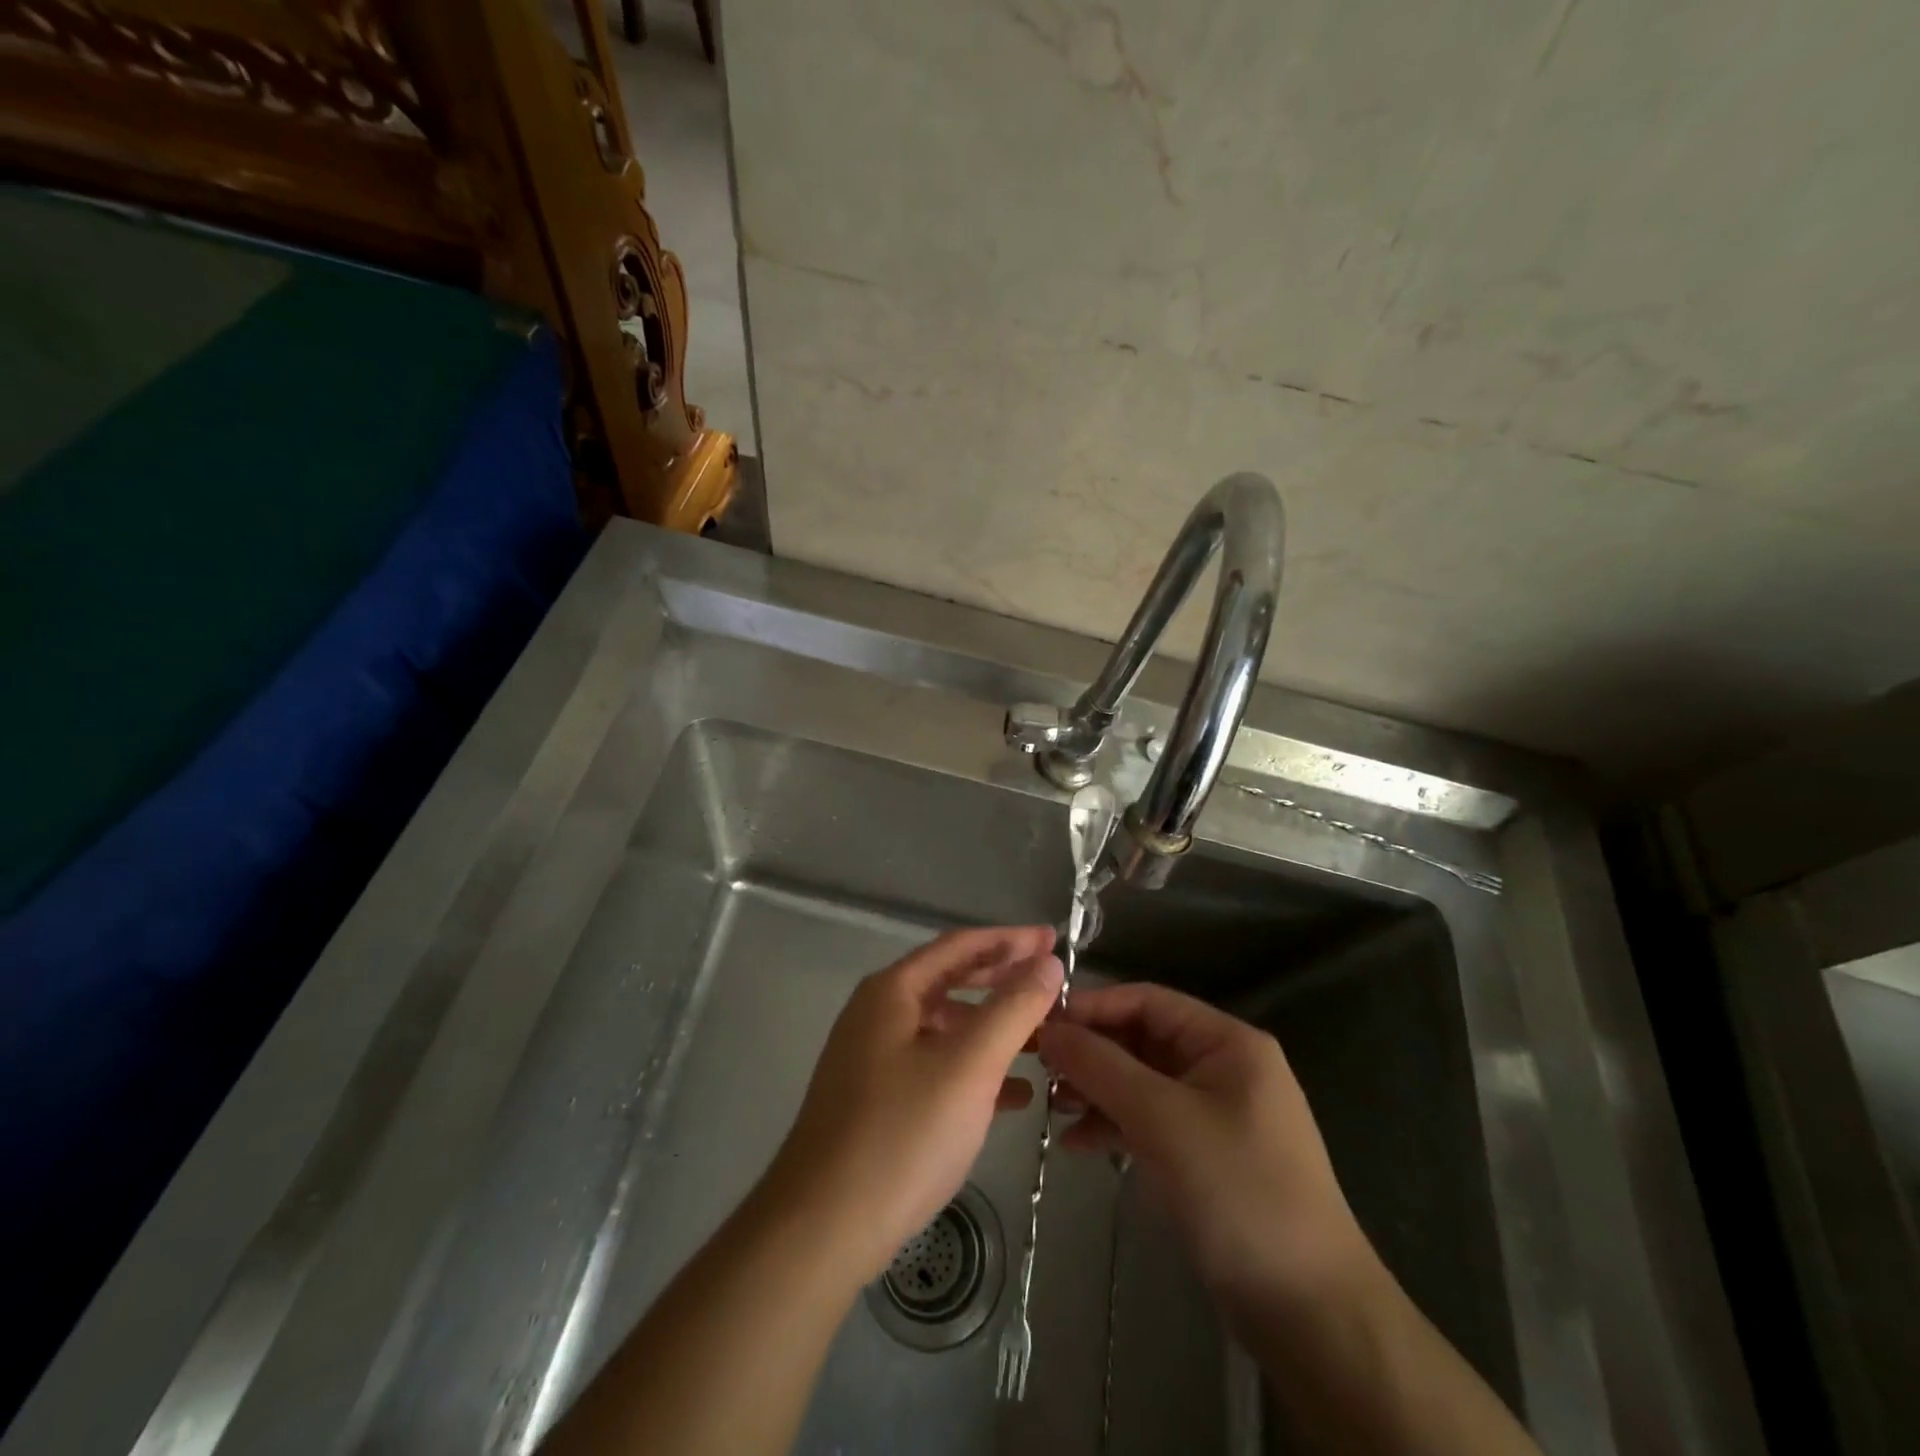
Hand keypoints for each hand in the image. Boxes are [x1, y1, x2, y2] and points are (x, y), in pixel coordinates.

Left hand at [766, 925, 1062, 1280]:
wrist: (822, 1228)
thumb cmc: (901, 1134)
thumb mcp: (969, 1066)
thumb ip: (1013, 1009)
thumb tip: (1048, 963)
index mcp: (893, 991)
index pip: (960, 946)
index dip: (1010, 939)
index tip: (1054, 939)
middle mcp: (879, 1014)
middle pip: (952, 981)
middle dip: (1003, 979)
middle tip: (1052, 980)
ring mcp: (874, 1058)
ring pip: (946, 1028)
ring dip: (994, 1028)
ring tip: (1044, 1038)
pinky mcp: (878, 1100)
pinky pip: (936, 1067)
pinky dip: (975, 1069)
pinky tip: (1015, 1095)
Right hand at [1037, 982, 1366, 1314]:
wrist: (1310, 1313)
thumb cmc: (1238, 1192)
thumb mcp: (1162, 1119)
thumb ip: (1101, 1067)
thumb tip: (1049, 1028)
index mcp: (1227, 1042)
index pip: (1148, 1000)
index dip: (1093, 1006)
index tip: (1041, 1022)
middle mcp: (1222, 1068)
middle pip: (1142, 1041)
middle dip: (1092, 1052)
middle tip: (1038, 1067)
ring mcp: (1215, 1114)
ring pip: (1142, 1083)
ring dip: (1097, 1090)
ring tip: (1051, 1106)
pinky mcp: (1205, 1156)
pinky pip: (1150, 1123)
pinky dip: (1115, 1126)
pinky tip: (1077, 1144)